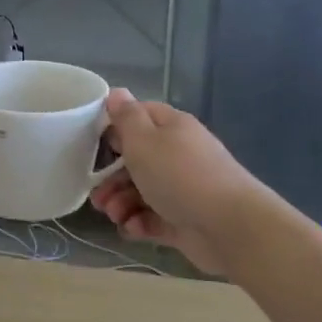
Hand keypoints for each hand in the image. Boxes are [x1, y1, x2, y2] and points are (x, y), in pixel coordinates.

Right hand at [88, 90, 255, 274]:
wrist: (228, 226)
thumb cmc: (179, 175)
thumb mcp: (144, 140)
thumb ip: (126, 117)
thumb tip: (117, 92)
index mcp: (171, 128)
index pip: (139, 117)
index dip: (114, 128)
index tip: (93, 144)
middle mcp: (178, 154)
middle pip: (136, 160)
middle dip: (111, 178)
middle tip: (98, 196)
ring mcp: (182, 189)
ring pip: (141, 192)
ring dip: (121, 203)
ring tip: (115, 215)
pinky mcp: (183, 220)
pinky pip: (153, 218)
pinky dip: (139, 223)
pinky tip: (132, 229)